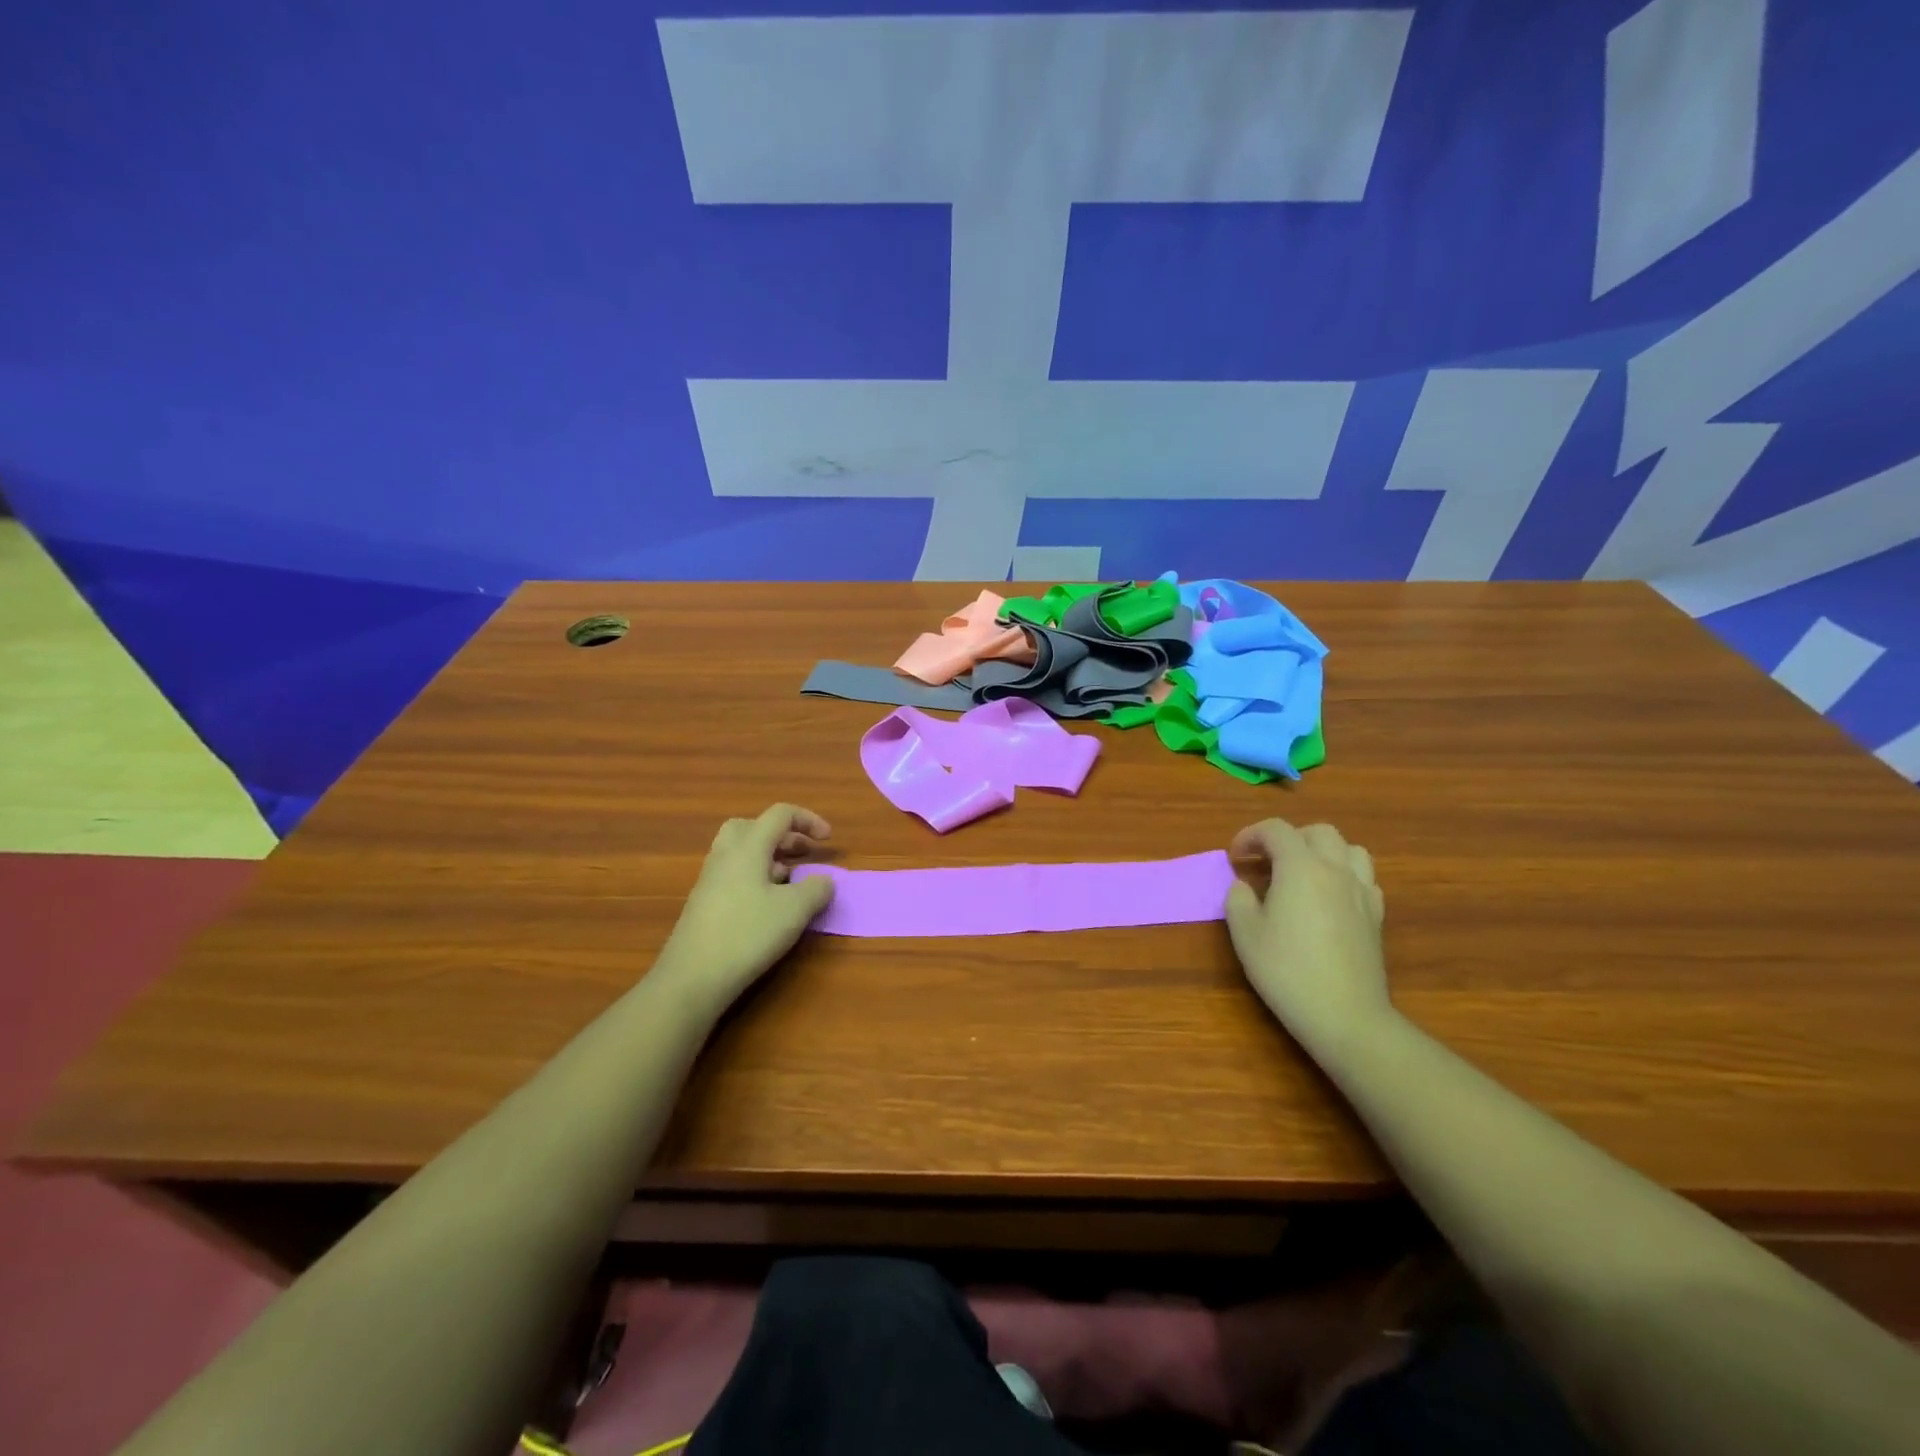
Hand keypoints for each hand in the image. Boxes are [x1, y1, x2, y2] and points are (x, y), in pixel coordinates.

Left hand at [655, 804, 834, 1011]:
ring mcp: (710, 880)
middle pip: (753, 826)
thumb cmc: (747, 934)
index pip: (780, 814)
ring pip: (741, 852)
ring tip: (791, 880)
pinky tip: (768, 906)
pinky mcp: (704, 903)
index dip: (808, 820)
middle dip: (783, 835)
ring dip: (769, 857)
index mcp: (748, 846)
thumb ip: (817, 889)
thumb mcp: (795, 910)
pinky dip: (756, 878)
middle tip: (803, 853)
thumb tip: (825, 880)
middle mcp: (725, 855)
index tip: (828, 839)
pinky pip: (734, 875)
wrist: (692, 977)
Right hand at [1225, 819, 1389, 1053]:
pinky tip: (1329, 898)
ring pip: (1350, 849)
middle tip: (1267, 861)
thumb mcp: (1245, 934)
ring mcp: (1361, 892)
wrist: (1345, 1016)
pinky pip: (1364, 878)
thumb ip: (1238, 899)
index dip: (1250, 835)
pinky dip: (1345, 876)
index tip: (1234, 856)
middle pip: (1318, 832)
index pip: (1276, 830)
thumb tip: (1244, 885)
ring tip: (1303, 873)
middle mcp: (1336, 870)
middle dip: (1289, 838)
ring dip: (1323, 852)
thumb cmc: (1287, 971)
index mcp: (1301, 868)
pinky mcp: (1376, 916)